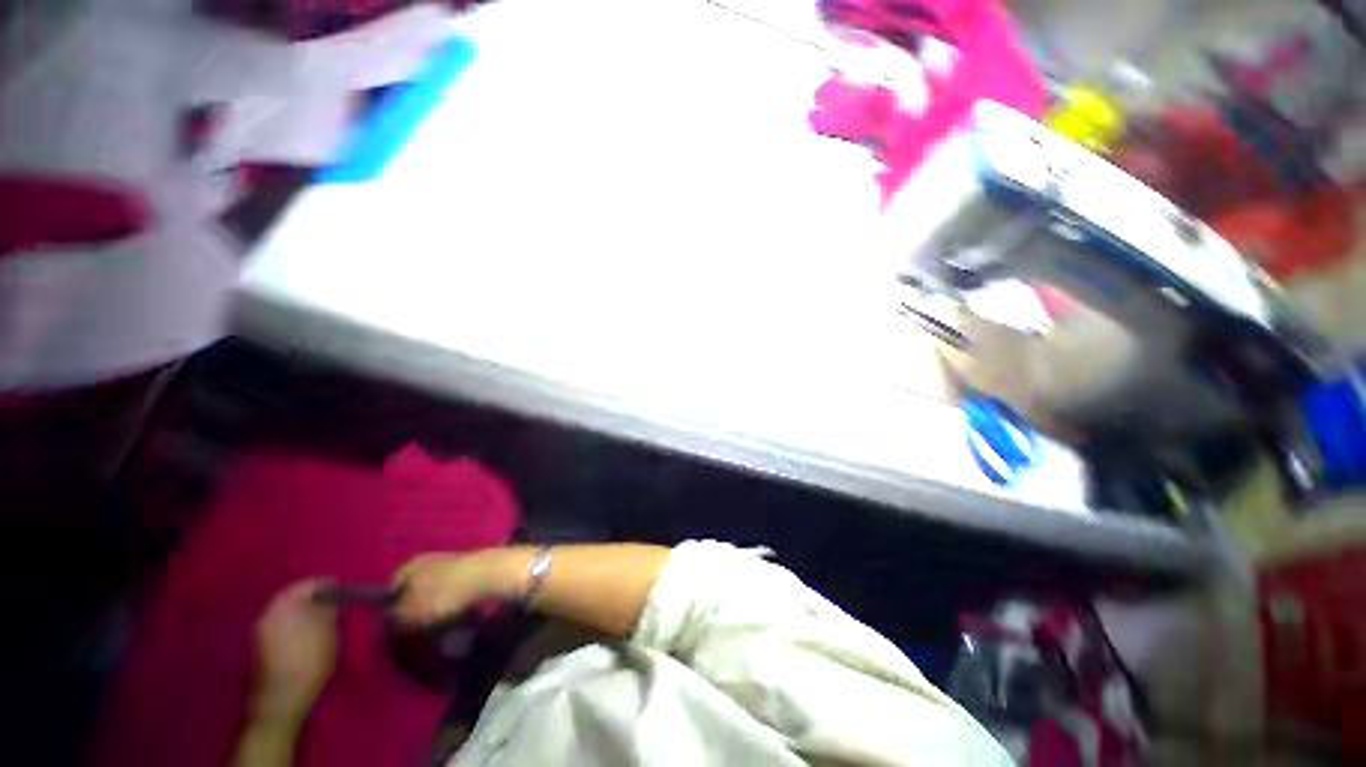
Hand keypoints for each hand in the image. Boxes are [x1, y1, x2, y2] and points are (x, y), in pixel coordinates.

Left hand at [253, 580, 337, 721]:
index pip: (302, 586)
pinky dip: (294, 619)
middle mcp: (268, 616)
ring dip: (301, 607)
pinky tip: (307, 627)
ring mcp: (261, 632)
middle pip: (289, 597)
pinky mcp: (262, 645)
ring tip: (321, 611)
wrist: (283, 697)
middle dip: (309, 595)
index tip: (336, 583)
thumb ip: (327, 611)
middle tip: (329, 596)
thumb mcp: (327, 633)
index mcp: (282, 610)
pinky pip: (279, 622)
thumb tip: (330, 598)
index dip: (320, 583)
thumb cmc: (309, 662)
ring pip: (283, 610)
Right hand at [392, 551, 516, 626]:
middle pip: (415, 591)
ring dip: (437, 611)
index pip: (390, 589)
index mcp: (410, 566)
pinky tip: (461, 618)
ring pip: (437, 593)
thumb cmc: (443, 594)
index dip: (390, 610)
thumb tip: (389, 621)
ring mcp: (454, 564)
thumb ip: (393, 619)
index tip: (395, 630)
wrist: (490, 575)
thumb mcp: (408, 614)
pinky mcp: (473, 571)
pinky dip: (457, 606)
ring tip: (441, 629)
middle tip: (419, 632)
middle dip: (416, 612)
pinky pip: (457, 594)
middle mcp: (430, 561)